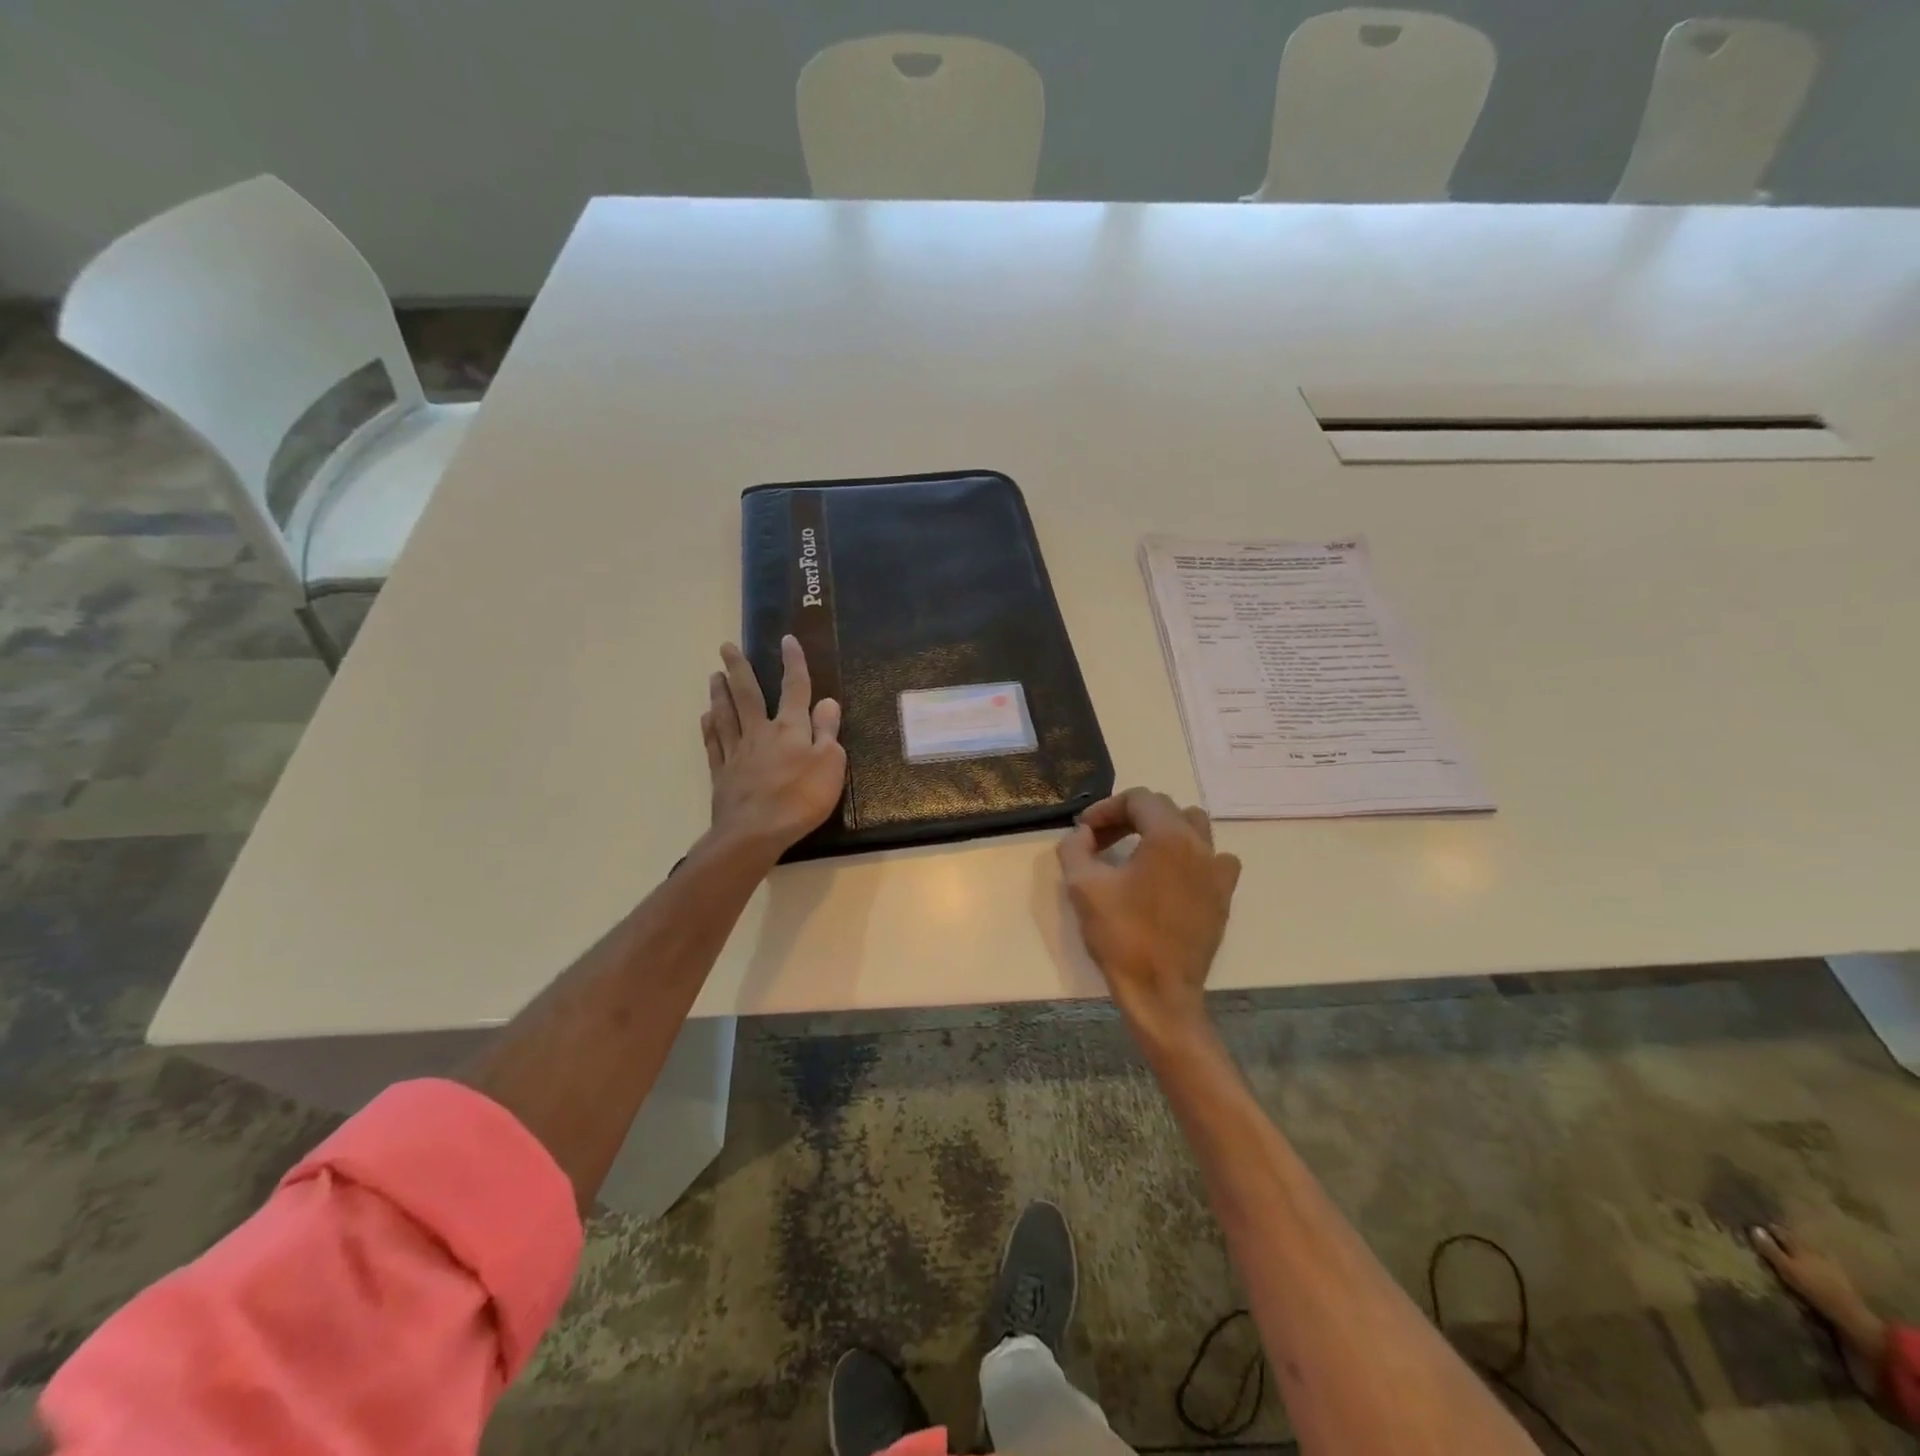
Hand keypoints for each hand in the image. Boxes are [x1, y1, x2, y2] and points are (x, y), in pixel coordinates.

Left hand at [702, 636, 845, 860]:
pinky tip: (706, 717)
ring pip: (725, 714)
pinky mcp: (722, 773)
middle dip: (739, 668)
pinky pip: (713, 743)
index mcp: (790, 729)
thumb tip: (828, 702)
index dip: (793, 663)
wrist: (755, 833)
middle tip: (726, 647)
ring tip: (713, 674)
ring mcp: (737, 752)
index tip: (787, 639)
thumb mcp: (830, 764)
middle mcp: (760, 733)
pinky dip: (709, 727)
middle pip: (747, 694)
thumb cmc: (801, 799)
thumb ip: (827, 732)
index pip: (794, 688)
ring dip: (719, 692)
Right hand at [1056, 788, 1241, 1048]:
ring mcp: (1217, 871)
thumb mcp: (1083, 886)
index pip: (1138, 799)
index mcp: (1168, 836)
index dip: (1106, 808)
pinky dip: (1191, 855)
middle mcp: (1200, 845)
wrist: (1160, 991)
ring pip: (1194, 827)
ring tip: (1137, 851)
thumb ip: (1075, 847)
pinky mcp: (1223, 896)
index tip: (1084, 829)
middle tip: (1101, 839)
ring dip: (1163, 829)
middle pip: (1165, 809)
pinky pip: (1213, 858)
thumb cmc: (1121, 935)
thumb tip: (1083, 833)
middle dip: (1130, 817)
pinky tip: (1171, 875)